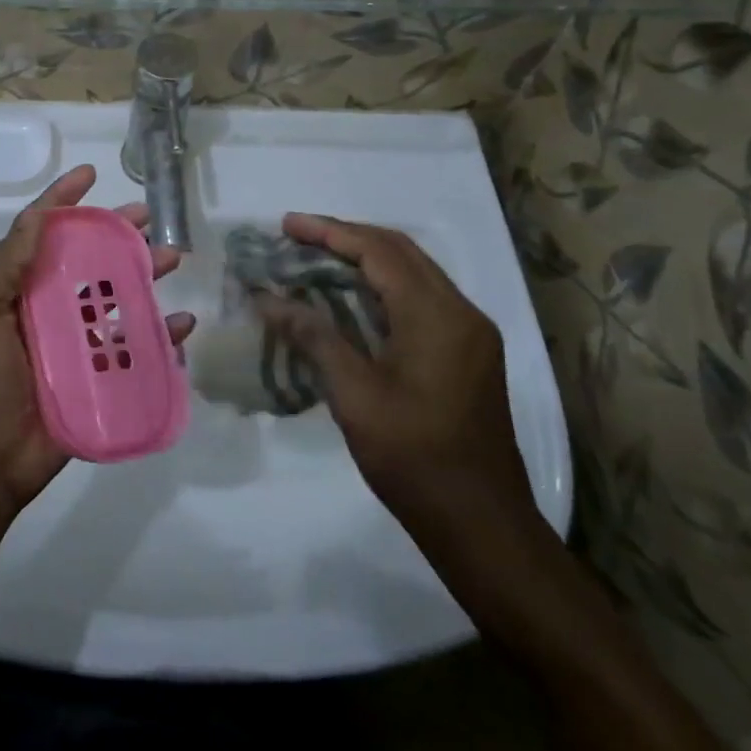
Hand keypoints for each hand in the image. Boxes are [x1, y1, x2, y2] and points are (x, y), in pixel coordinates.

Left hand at [0, 165, 195, 512]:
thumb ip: (5, 265)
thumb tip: (38, 214)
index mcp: (17, 287)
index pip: (41, 232)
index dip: (63, 200)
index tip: (89, 174)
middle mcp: (48, 306)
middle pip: (88, 259)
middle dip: (116, 233)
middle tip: (148, 215)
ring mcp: (77, 341)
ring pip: (118, 296)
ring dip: (145, 275)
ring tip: (171, 258)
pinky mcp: (100, 375)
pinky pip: (136, 348)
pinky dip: (162, 334)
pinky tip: (181, 323)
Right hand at [261, 214, 535, 545]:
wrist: (482, 525)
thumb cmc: (414, 458)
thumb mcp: (354, 395)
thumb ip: (314, 336)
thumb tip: (267, 298)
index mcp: (437, 316)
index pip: (378, 251)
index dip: (329, 232)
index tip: (286, 225)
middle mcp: (461, 312)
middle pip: (400, 252)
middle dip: (346, 238)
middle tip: (296, 237)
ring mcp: (470, 333)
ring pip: (413, 272)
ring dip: (365, 259)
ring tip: (316, 259)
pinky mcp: (469, 353)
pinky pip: (422, 298)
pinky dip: (383, 286)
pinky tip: (350, 298)